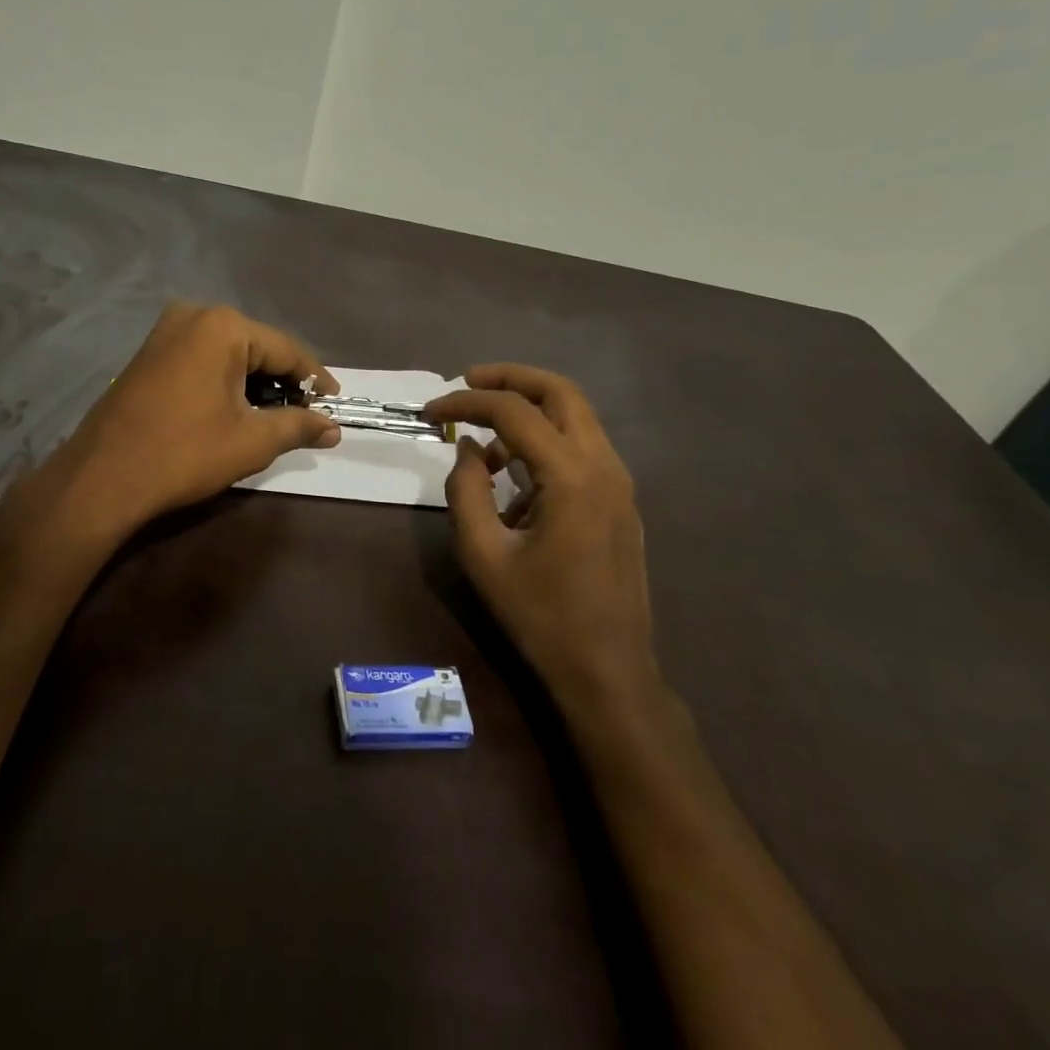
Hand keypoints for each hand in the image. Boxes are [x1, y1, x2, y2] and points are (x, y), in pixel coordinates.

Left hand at [55, 303, 340, 533]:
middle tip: (307, 415)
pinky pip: (202, 359)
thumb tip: (333, 428)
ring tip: (275, 417)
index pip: (286, 350)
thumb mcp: (250, 441)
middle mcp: (194, 316)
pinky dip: (225, 381)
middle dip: (283, 382)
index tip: (336, 404)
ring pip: (228, 354)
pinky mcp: (149, 353)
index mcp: (223, 326)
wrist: (102, 478)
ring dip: (254, 383)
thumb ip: (297, 426)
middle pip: (256, 347)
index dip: (315, 380)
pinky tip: (235, 408)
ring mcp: (166, 332)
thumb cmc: (183, 454)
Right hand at [423, 365, 658, 710]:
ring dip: (528, 411)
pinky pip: (580, 448)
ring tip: (483, 441)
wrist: (608, 671)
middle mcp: (604, 466)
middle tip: (467, 382)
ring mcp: (618, 482)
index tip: (430, 411)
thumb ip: (466, 490)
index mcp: (572, 476)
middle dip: (510, 378)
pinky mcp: (619, 500)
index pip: (514, 411)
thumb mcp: (484, 553)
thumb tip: (468, 449)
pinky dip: (544, 441)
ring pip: (574, 416)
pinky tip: (513, 477)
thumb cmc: (541, 615)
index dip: (466, 402)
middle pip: (560, 391)